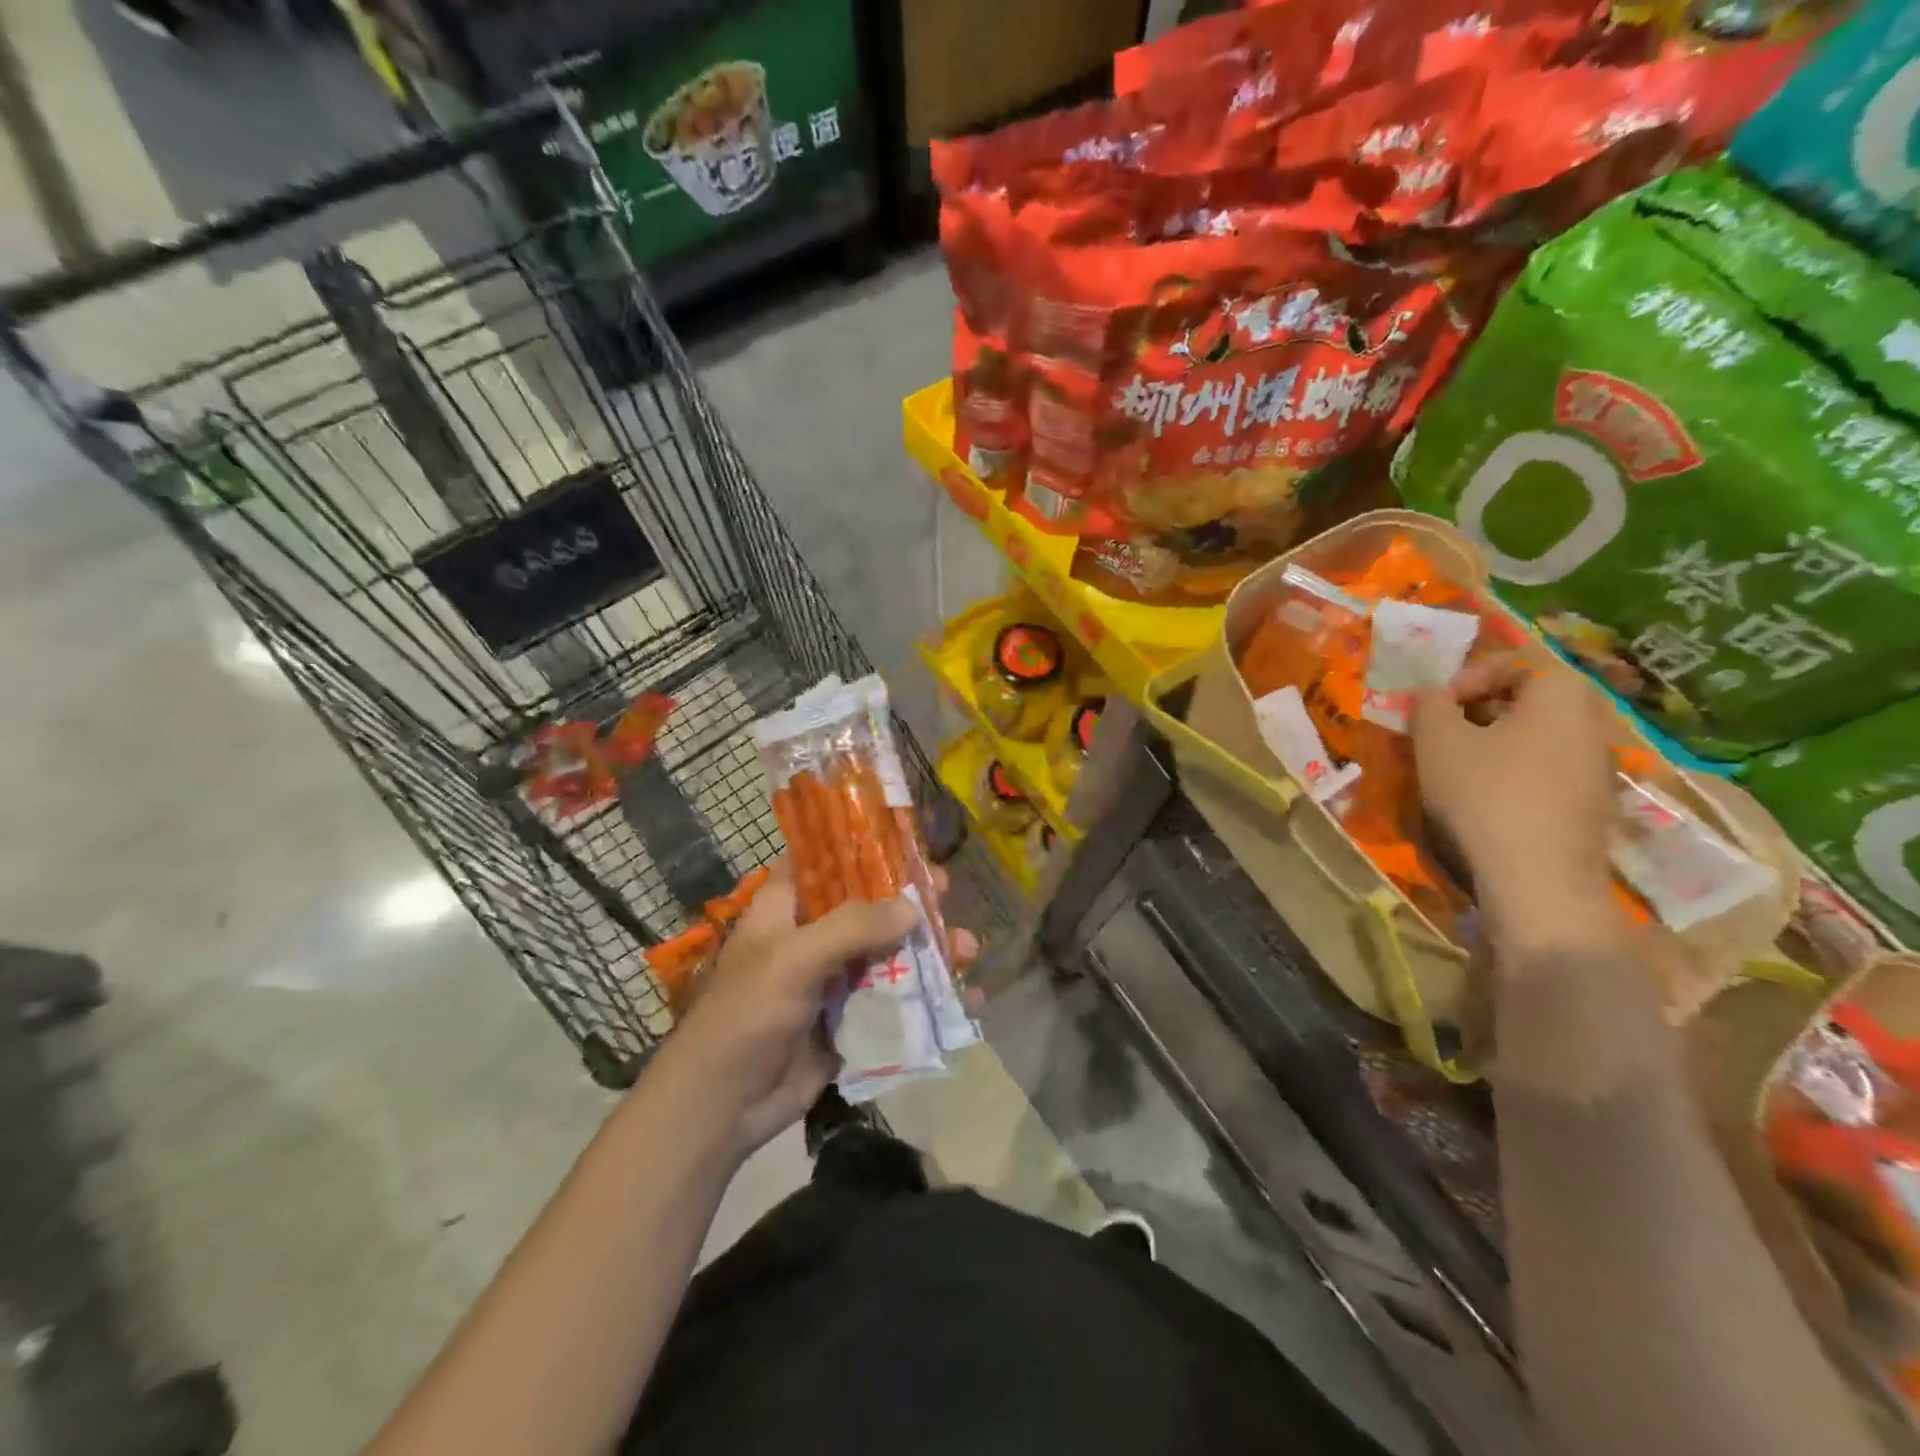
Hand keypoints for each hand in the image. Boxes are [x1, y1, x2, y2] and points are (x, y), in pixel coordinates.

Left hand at [660, 861, 977, 1155]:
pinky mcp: (851, 1019)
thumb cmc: (746, 1016)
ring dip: (927, 949)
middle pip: (868, 906)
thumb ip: (852, 928)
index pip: (823, 862)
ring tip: (967, 948)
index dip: (861, 847)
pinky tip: (964, 995)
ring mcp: (833, 980)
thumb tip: (914, 908)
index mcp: (786, 909)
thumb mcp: (793, 960)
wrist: (722, 1107)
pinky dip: (927, 996)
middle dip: (908, 900)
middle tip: (945, 891)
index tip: (905, 840)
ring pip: (888, 953)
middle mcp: (812, 937)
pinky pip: (894, 999)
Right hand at [1411, 658, 1622, 956]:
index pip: (1515, 664)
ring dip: (1494, 744)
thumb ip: (1429, 705)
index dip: (1468, 678)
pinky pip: (1546, 771)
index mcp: (1560, 695)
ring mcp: (1597, 767)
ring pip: (1537, 737)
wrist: (1537, 876)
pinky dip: (1514, 774)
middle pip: (1529, 701)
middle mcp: (1592, 722)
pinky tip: (1484, 800)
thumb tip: (1429, 694)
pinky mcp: (1592, 805)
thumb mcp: (1437, 739)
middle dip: (1479, 712)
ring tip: (1456, 768)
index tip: (1437, 708)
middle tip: (1442, 734)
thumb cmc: (1485, 792)